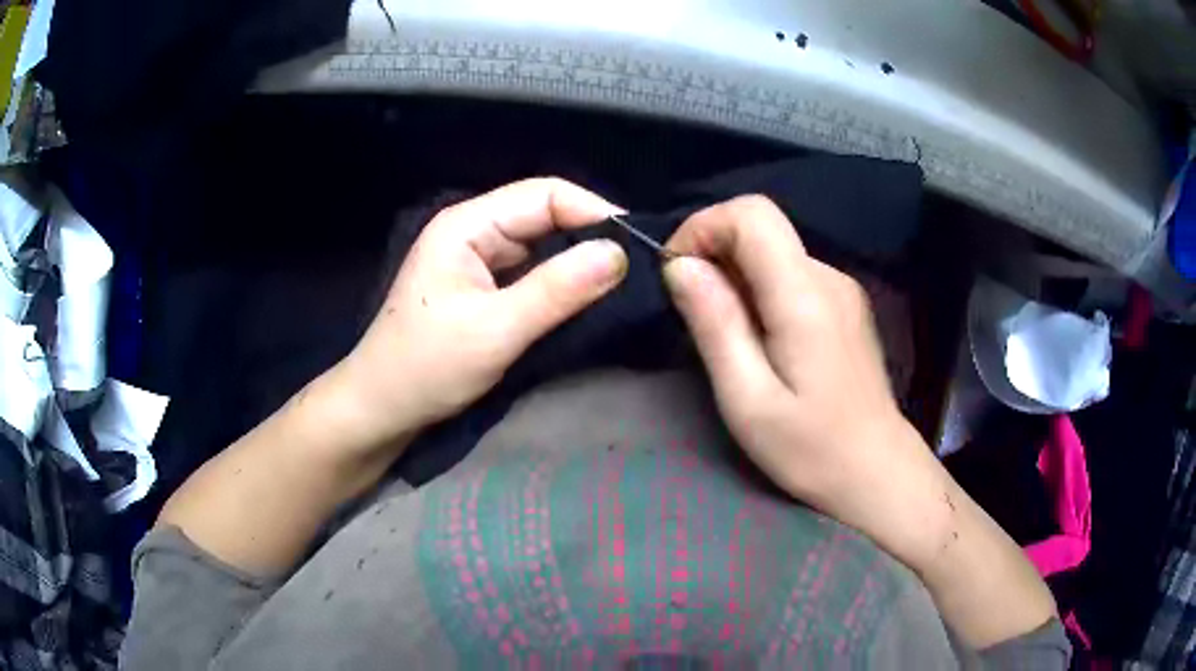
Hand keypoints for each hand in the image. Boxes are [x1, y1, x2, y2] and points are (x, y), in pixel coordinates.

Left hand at [335, 178, 627, 450]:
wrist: (382, 409)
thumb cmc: (427, 367)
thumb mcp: (496, 329)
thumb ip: (558, 289)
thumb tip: (620, 254)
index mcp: (467, 224)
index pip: (544, 195)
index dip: (594, 212)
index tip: (637, 247)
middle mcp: (474, 231)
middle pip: (545, 215)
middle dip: (590, 236)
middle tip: (637, 269)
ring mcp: (478, 260)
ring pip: (542, 245)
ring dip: (578, 261)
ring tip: (622, 284)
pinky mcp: (484, 288)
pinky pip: (533, 272)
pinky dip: (561, 283)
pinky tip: (587, 299)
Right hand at [661, 196, 938, 551]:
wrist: (876, 471)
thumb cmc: (811, 449)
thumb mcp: (748, 400)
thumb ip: (716, 325)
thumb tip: (680, 266)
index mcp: (804, 296)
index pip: (751, 214)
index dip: (703, 227)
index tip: (676, 273)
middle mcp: (828, 276)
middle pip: (761, 227)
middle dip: (713, 252)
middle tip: (692, 312)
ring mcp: (841, 287)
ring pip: (774, 250)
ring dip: (735, 274)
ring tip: (725, 334)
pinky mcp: (844, 303)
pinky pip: (791, 273)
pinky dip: (760, 288)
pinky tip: (759, 338)